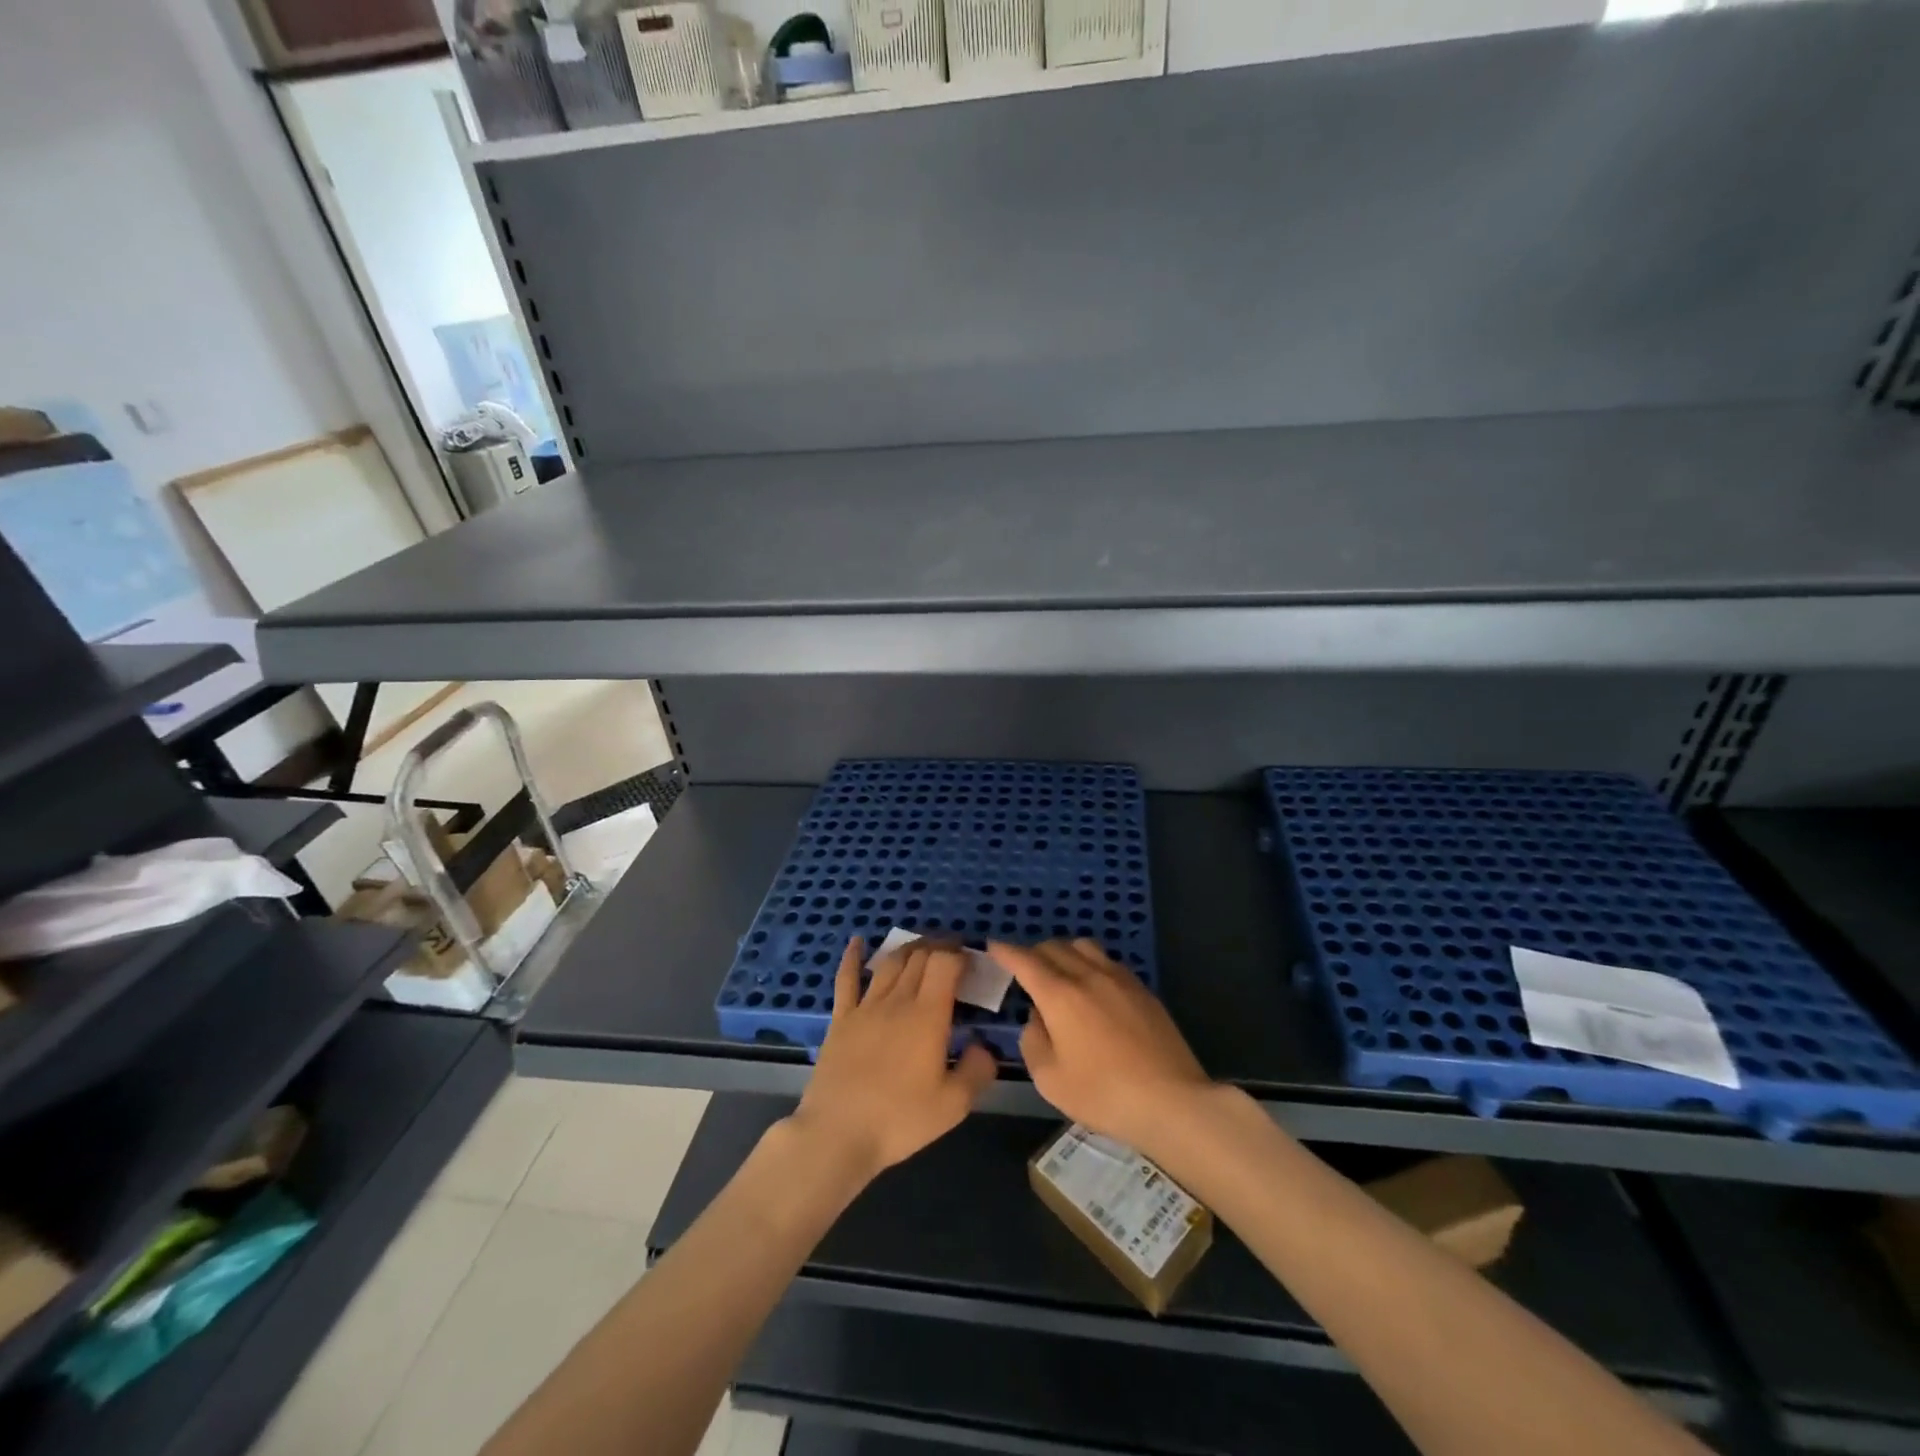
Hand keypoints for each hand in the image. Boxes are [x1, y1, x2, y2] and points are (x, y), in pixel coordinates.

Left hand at [790, 938, 997, 1182]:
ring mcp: (865, 1006)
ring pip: (890, 963)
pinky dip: (853, 957)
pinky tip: (857, 942)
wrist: (837, 1134)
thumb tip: (984, 1046)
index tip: (971, 960)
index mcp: (928, 1015)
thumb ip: (977, 1070)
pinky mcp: (841, 1019)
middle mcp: (898, 1000)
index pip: (945, 964)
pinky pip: (847, 979)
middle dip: (939, 947)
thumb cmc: (899, 1120)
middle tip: (952, 953)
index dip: (959, 954)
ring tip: (922, 947)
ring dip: (909, 949)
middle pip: (919, 957)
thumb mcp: (953, 1105)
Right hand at [991, 939, 1212, 1158]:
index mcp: (1060, 994)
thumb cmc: (1103, 1094)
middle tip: (1024, 969)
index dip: (1005, 951)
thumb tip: (1037, 1018)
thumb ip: (1033, 1041)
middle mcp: (1088, 975)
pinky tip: (1093, 987)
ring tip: (1060, 973)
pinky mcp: (1143, 989)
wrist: (1171, 1100)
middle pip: (1054, 947)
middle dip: (1033, 953)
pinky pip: (1107, 962)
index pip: (1025, 960)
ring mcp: (1119, 978)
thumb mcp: (1050, 1079)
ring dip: (1064, 952)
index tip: (993, 946)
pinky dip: (1090, 964)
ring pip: (1083, 947)